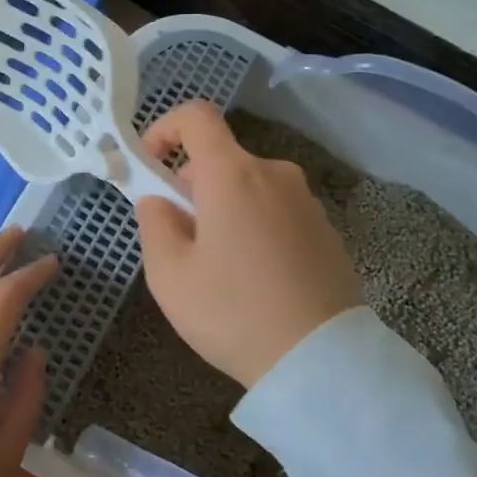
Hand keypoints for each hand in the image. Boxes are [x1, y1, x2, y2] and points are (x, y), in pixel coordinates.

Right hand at [134, 101, 361, 387]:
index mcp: (233, 175)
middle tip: (179, 239)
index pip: (196, 117)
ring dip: (225, 209)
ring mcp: (306, 201)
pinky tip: (256, 278)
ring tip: (218, 267)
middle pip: (222, 159)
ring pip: (250, 187)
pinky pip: (277, 211)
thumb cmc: (233, 313)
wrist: (320, 360)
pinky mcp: (327, 230)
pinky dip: (255, 226)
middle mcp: (275, 174)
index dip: (165, 129)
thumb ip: (154, 224)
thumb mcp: (170, 275)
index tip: (149, 164)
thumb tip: (159, 201)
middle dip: (191, 186)